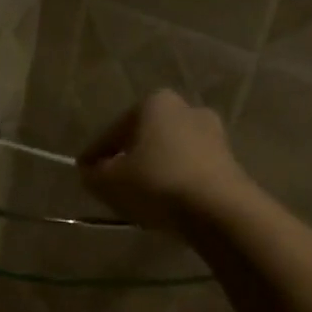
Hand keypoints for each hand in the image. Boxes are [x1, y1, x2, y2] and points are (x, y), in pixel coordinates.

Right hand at [78, 89, 247, 230]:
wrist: (218, 208)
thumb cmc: (156, 184)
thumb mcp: (109, 182)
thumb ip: (92, 174)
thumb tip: (91, 172)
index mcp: (154, 103)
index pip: (112, 132)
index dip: (93, 155)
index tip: (83, 173)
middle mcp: (186, 108)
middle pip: (143, 138)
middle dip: (127, 158)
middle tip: (111, 183)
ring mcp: (212, 133)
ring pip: (168, 153)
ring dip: (152, 170)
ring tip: (138, 196)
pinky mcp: (228, 159)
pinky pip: (188, 168)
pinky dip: (173, 180)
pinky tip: (164, 201)